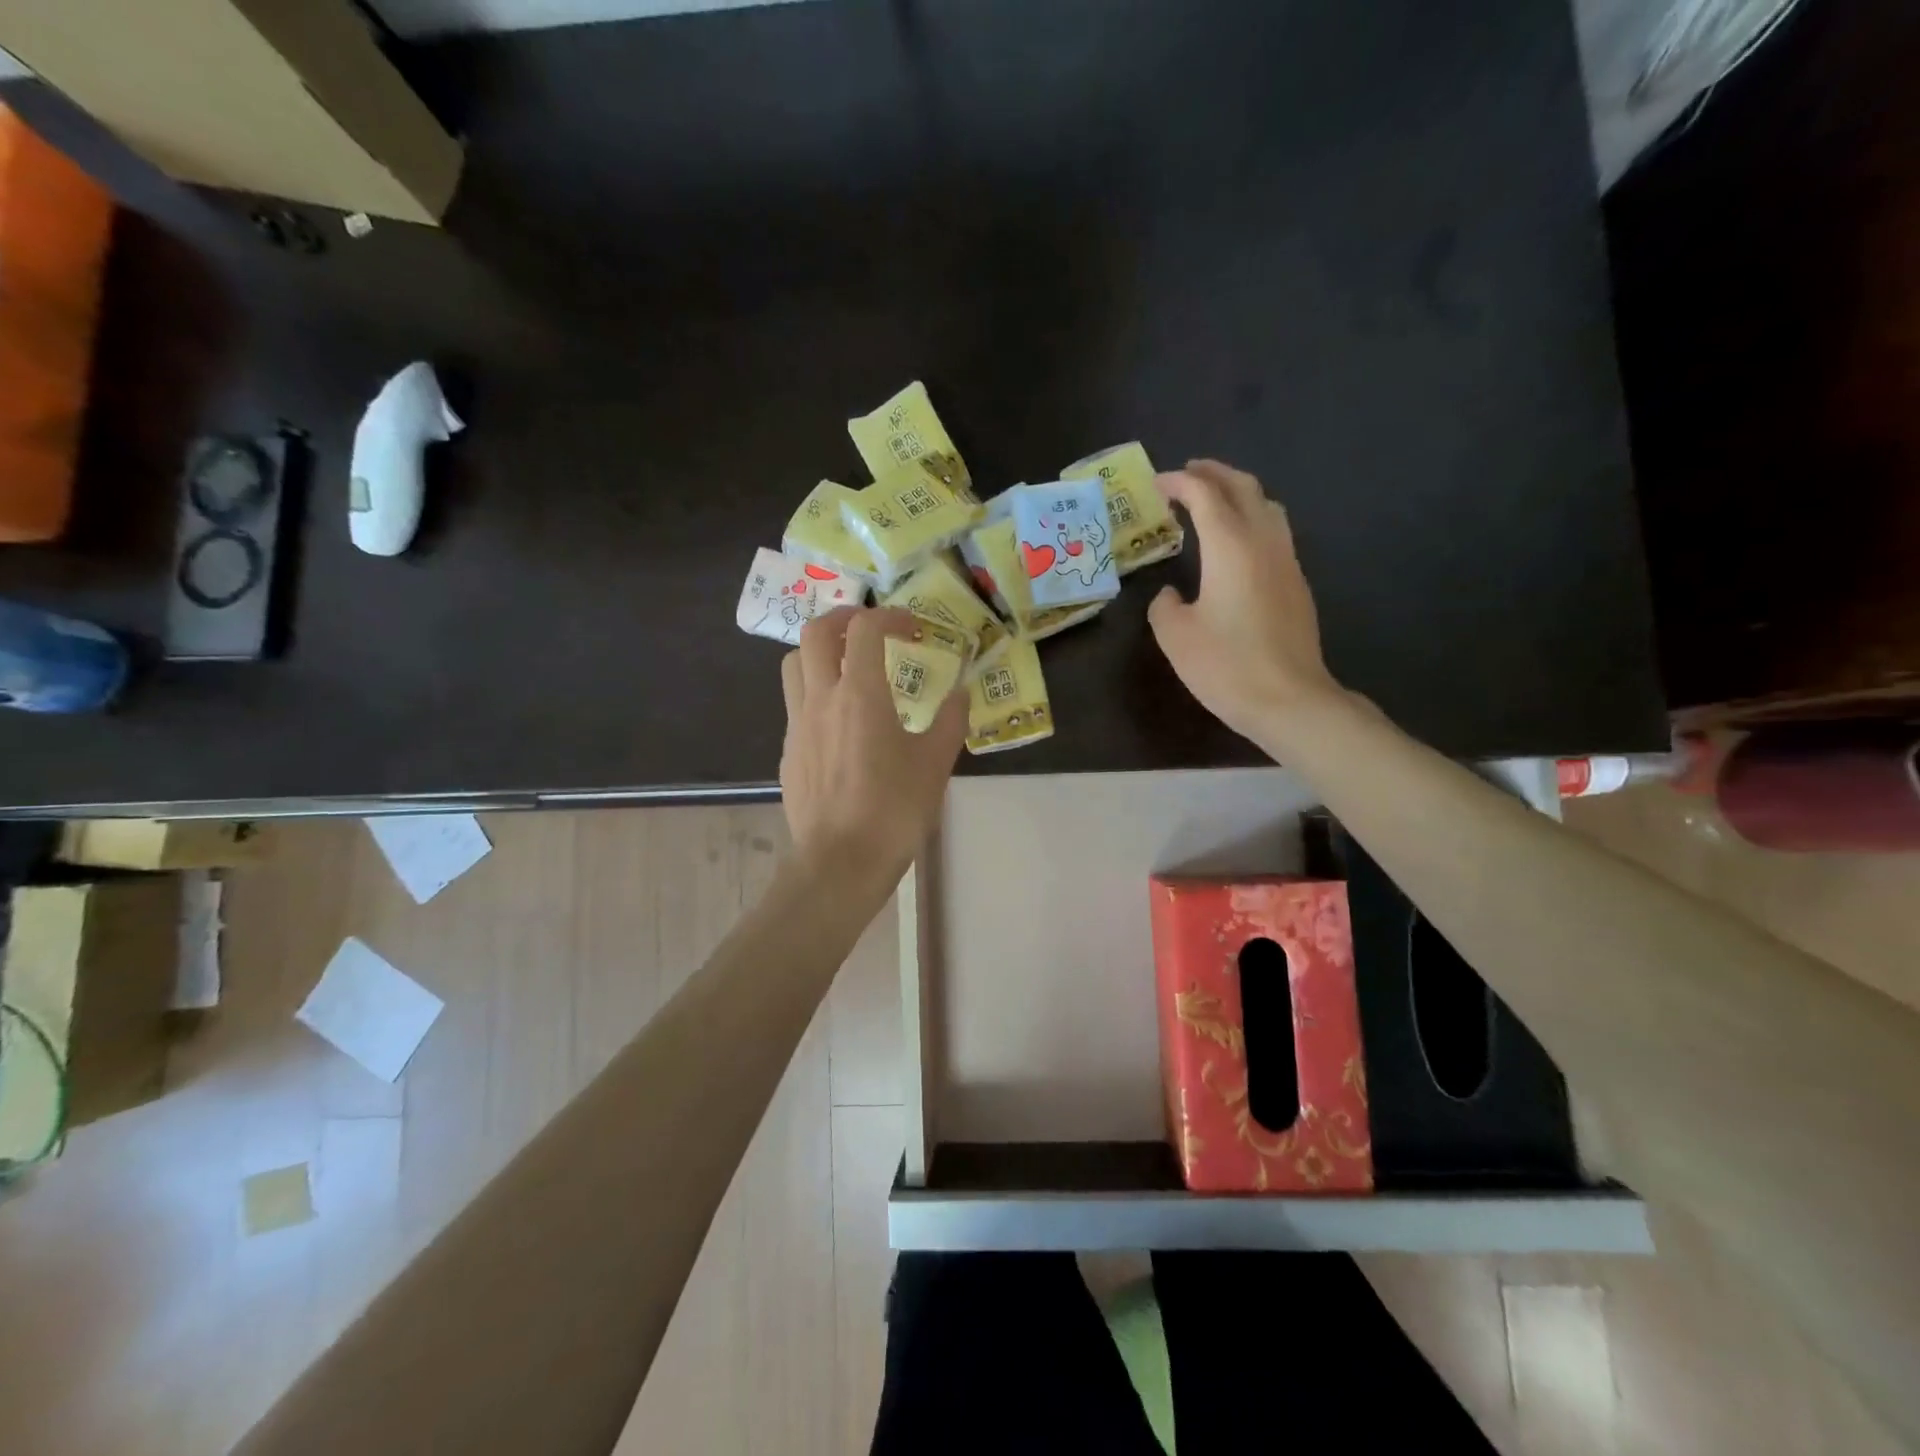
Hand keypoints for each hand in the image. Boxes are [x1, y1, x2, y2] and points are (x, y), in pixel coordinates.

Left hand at [780, 606, 967, 873]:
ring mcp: (798, 725)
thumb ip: (950, 721)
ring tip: (848, 666)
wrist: (840, 863)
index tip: (911, 627)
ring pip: (795, 664)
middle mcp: (821, 699)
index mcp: (860, 695)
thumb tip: (961, 693)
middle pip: (816, 633)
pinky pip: (795, 704)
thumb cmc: (893, 811)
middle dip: (843, 619)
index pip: (865, 629)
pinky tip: (840, 723)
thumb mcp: (935, 764)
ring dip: (820, 652)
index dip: (889, 615)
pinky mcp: (789, 751)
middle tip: (870, 630)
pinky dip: (815, 693)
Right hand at [1148, 460, 1349, 755]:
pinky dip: (1252, 519)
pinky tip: (1237, 542)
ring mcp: (1286, 562)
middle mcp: (1264, 542)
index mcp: (1230, 546)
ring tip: (1214, 499)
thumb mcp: (1176, 636)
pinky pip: (1275, 532)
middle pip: (1243, 488)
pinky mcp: (1297, 584)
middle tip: (1187, 473)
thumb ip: (1165, 606)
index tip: (1156, 484)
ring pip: (1267, 506)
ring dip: (1238, 493)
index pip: (1205, 495)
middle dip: (1214, 474)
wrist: (1289, 700)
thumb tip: (1172, 595)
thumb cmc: (1226, 665)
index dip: (1179, 482)